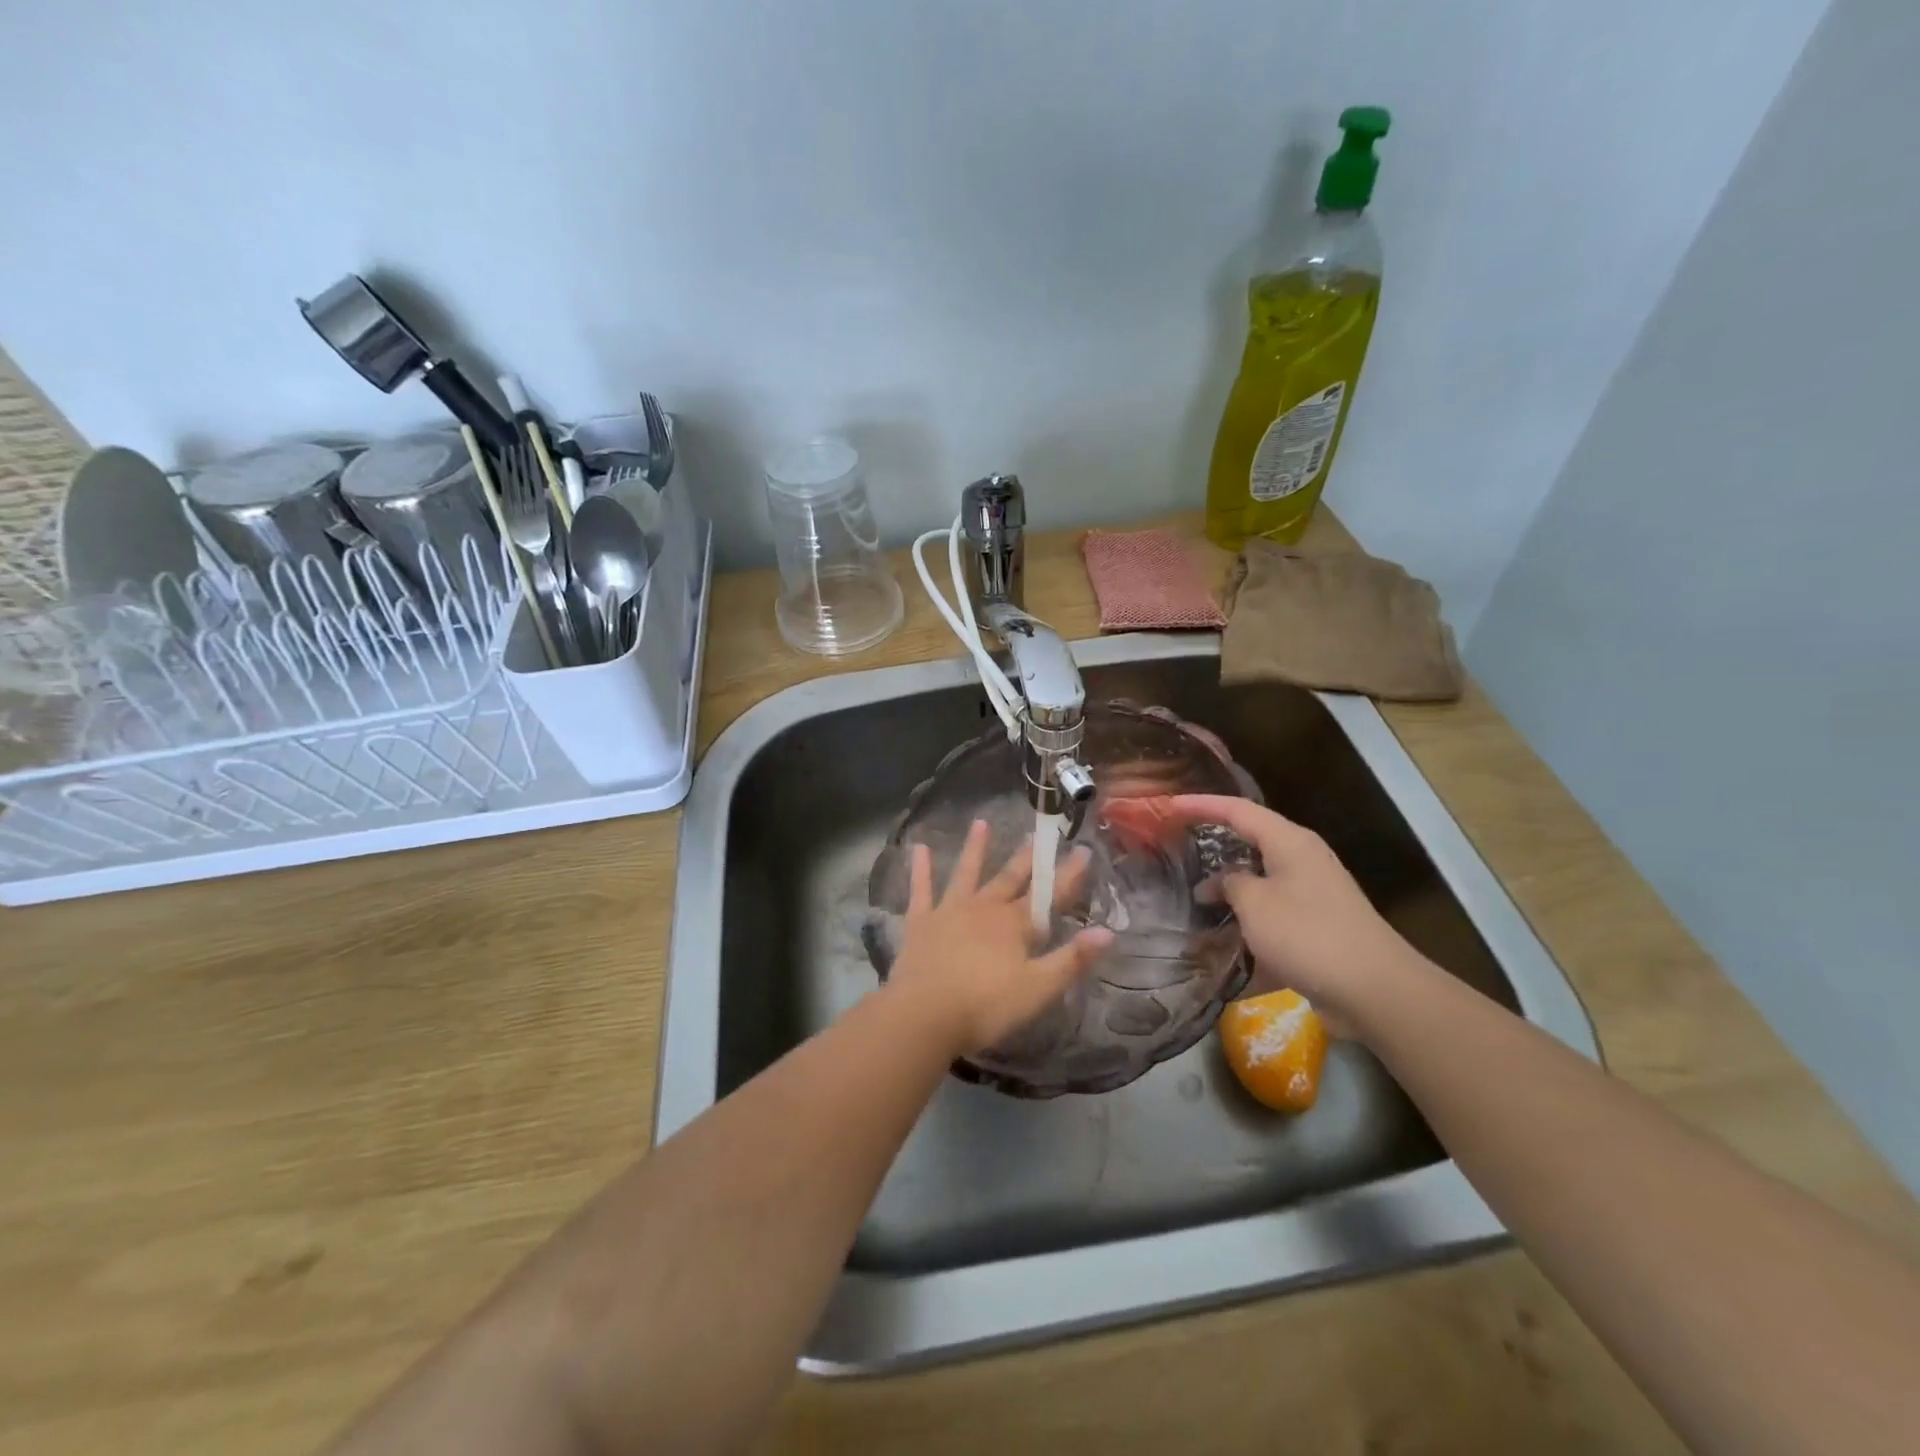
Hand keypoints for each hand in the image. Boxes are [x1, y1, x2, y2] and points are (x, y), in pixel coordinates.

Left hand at [885, 819, 1112, 1057]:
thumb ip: (1072, 959)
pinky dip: (921, 869)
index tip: (1084, 850)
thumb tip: (1108, 931)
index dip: (1069, 874)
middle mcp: (984, 908)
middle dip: (1027, 857)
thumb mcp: (1038, 989)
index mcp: (1015, 925)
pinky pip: (921, 890)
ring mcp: (950, 911)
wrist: (924, 1015)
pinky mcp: (921, 922)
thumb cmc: (986, 1007)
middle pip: (1010, 878)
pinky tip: (919, 848)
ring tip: (980, 822)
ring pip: (966, 873)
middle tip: (1037, 833)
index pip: (1049, 895)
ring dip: (975, 848)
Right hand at [1166, 794, 1420, 1026]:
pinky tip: (1222, 945)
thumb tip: (1223, 881)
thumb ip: (1231, 883)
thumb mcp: (1255, 903)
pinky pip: (1270, 915)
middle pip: (1249, 841)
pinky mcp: (1315, 927)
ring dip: (1227, 891)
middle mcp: (1302, 860)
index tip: (1167, 806)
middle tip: (1176, 849)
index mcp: (1289, 842)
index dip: (1200, 805)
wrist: (1375, 991)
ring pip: (1258, 881)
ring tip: (1192, 902)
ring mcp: (1311, 894)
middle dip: (1212, 846)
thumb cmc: (1308, 934)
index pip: (1237, 810)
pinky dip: (1246, 924)